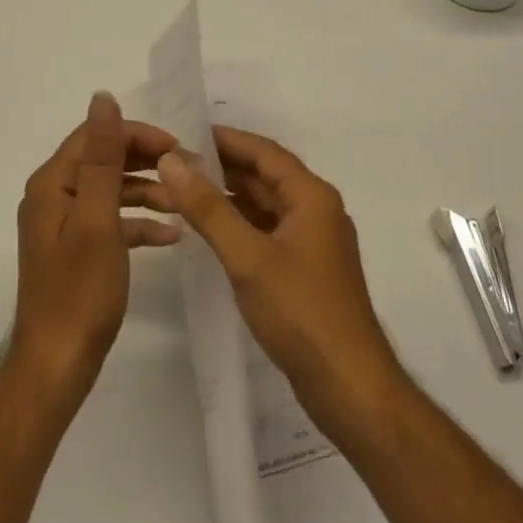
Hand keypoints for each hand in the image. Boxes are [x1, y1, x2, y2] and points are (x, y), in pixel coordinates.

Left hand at [9, 93, 179, 399]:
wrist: (56, 367)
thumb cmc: (79, 291)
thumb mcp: (97, 218)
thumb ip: (103, 157)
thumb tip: (102, 97)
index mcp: (53, 182)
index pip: (97, 136)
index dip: (137, 134)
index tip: (177, 147)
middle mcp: (54, 195)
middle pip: (104, 160)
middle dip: (146, 161)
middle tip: (188, 170)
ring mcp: (64, 224)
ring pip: (111, 191)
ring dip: (147, 191)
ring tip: (185, 200)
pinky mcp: (76, 249)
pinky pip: (110, 222)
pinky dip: (138, 223)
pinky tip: (171, 234)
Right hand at [141, 126, 403, 432]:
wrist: (351, 389)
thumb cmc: (301, 313)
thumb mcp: (247, 257)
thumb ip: (208, 208)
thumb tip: (172, 160)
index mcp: (312, 196)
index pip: (264, 151)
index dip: (225, 139)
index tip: (185, 132)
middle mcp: (316, 210)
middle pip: (265, 175)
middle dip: (222, 167)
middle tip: (176, 163)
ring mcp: (313, 241)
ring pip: (266, 204)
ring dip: (229, 196)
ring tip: (185, 191)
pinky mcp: (307, 269)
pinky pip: (268, 230)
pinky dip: (240, 224)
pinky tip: (211, 230)